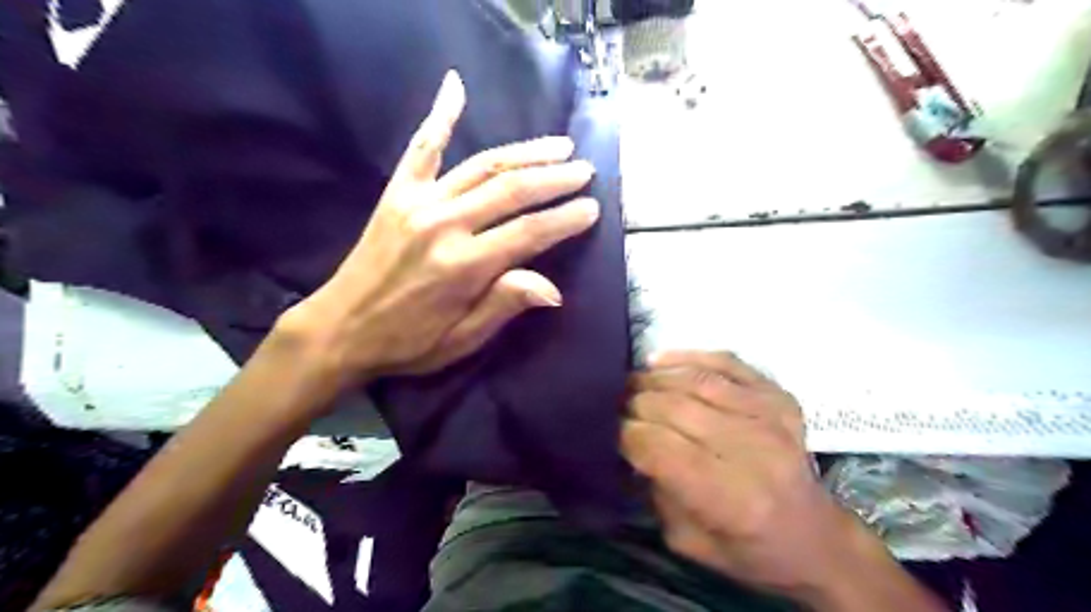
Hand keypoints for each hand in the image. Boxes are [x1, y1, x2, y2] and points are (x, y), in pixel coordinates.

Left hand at [279, 70, 598, 387]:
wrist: (339, 328)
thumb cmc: (408, 342)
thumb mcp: (461, 340)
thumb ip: (504, 305)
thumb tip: (554, 289)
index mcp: (464, 267)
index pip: (529, 233)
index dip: (565, 219)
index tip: (592, 208)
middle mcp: (445, 225)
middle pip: (512, 190)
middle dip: (555, 178)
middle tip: (584, 170)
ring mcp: (419, 202)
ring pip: (482, 166)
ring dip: (525, 152)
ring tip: (559, 145)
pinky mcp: (397, 193)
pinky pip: (421, 147)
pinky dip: (440, 115)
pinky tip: (456, 85)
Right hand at [626, 353, 875, 596]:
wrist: (815, 538)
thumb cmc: (749, 550)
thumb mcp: (688, 541)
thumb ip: (655, 491)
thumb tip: (626, 444)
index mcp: (732, 499)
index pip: (662, 449)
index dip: (627, 434)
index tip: (607, 429)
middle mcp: (754, 451)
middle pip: (676, 410)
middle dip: (635, 403)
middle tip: (614, 403)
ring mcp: (771, 418)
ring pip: (697, 382)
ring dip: (654, 378)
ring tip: (632, 382)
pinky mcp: (779, 397)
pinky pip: (727, 363)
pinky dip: (689, 357)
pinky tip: (660, 360)